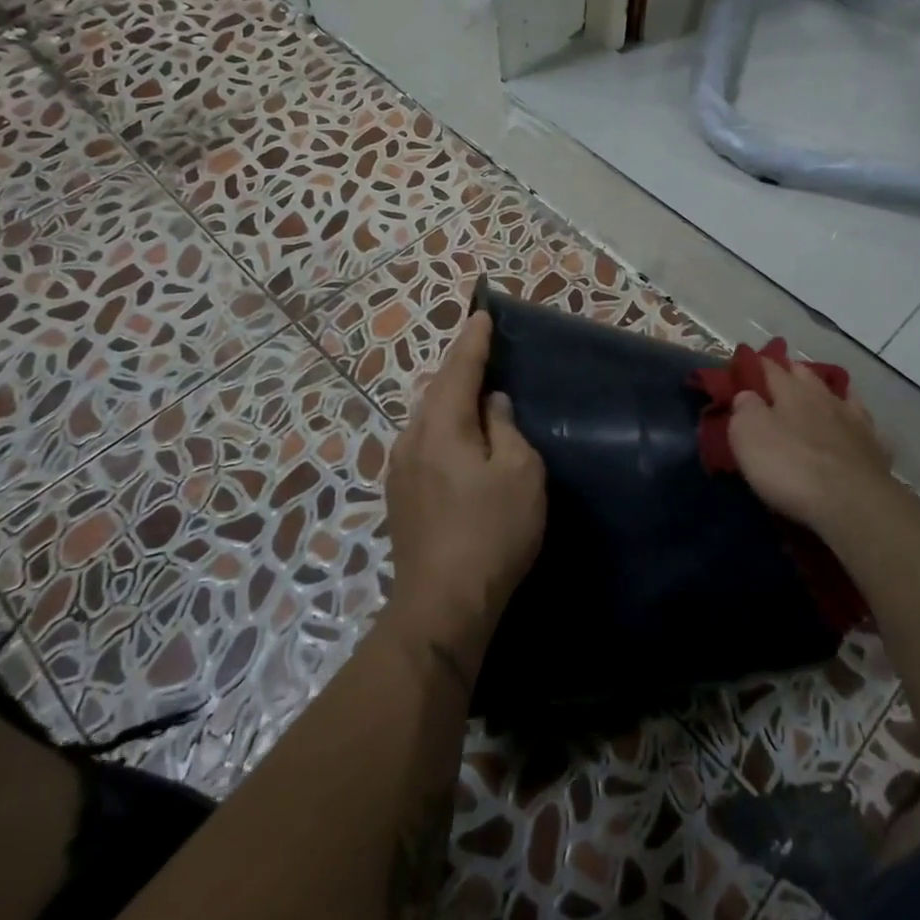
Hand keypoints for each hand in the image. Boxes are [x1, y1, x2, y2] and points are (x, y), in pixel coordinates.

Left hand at [384, 310, 546, 672]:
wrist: (442, 605)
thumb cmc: (491, 532)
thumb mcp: (519, 473)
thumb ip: (506, 429)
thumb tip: (492, 405)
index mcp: (441, 427)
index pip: (459, 369)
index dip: (473, 341)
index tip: (482, 314)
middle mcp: (411, 439)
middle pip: (438, 392)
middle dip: (460, 369)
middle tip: (483, 351)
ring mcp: (400, 470)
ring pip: (429, 420)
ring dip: (452, 402)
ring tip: (476, 394)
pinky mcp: (401, 496)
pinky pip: (426, 444)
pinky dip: (446, 430)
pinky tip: (461, 441)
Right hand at [727, 357, 897, 538]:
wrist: (852, 503)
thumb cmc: (790, 466)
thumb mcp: (748, 435)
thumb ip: (744, 408)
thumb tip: (747, 395)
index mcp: (790, 391)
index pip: (769, 367)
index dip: (755, 364)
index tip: (744, 362)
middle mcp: (823, 397)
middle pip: (805, 375)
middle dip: (791, 372)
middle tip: (777, 377)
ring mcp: (853, 421)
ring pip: (837, 395)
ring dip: (824, 392)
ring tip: (816, 395)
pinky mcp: (873, 448)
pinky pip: (862, 424)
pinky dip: (854, 420)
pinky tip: (853, 425)